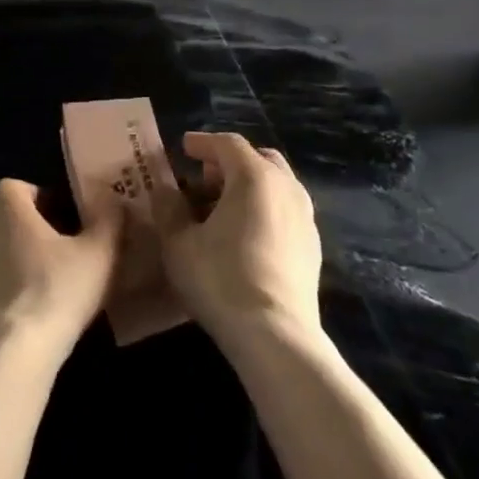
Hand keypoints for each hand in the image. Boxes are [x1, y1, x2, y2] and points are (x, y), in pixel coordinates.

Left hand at [0, 179, 119, 373]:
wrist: (5, 361)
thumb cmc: (55, 293)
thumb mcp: (99, 253)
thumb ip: (108, 216)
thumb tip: (110, 196)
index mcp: (3, 204)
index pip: (25, 190)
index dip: (47, 207)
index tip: (68, 232)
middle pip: (2, 222)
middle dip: (24, 236)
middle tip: (55, 265)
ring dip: (3, 267)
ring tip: (33, 297)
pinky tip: (10, 324)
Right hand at [158, 132, 321, 345]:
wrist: (276, 336)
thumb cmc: (221, 279)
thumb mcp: (178, 243)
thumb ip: (168, 209)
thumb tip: (165, 190)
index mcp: (254, 176)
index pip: (227, 143)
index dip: (203, 143)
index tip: (184, 147)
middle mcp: (286, 187)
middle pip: (258, 159)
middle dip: (228, 163)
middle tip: (203, 179)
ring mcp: (305, 217)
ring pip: (275, 185)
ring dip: (248, 187)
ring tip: (221, 210)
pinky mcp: (313, 247)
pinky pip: (285, 211)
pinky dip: (263, 209)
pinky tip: (245, 237)